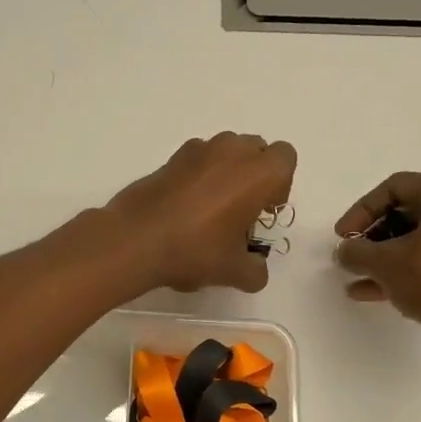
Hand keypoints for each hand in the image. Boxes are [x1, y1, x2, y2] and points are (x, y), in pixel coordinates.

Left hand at [103, 133, 297, 292]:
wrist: (135, 239)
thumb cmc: (195, 249)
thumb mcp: (233, 271)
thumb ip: (255, 270)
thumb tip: (256, 270)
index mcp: (257, 173)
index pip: (285, 158)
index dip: (280, 184)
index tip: (263, 211)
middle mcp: (231, 151)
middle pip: (256, 149)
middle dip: (254, 174)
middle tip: (241, 210)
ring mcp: (198, 150)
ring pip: (225, 150)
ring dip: (227, 171)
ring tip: (212, 208)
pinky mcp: (170, 158)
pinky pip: (197, 158)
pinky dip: (199, 174)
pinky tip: (186, 206)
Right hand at [333, 172, 420, 349]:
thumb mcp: (385, 264)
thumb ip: (356, 252)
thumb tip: (346, 251)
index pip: (395, 188)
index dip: (361, 212)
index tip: (343, 238)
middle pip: (414, 212)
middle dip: (378, 238)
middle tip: (356, 258)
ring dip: (395, 257)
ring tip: (365, 281)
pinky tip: (391, 292)